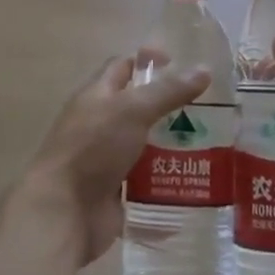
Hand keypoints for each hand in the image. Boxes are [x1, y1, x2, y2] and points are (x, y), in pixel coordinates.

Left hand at [15, 55, 210, 265]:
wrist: (64, 212)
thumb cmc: (93, 148)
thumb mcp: (133, 110)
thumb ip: (168, 91)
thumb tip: (204, 70)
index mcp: (97, 96)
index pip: (122, 67)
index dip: (148, 61)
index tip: (181, 64)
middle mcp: (100, 124)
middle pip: (138, 108)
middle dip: (170, 107)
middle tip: (208, 109)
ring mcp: (107, 160)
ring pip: (145, 146)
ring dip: (173, 146)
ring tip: (211, 145)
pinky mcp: (116, 192)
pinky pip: (146, 182)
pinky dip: (167, 181)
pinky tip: (195, 180)